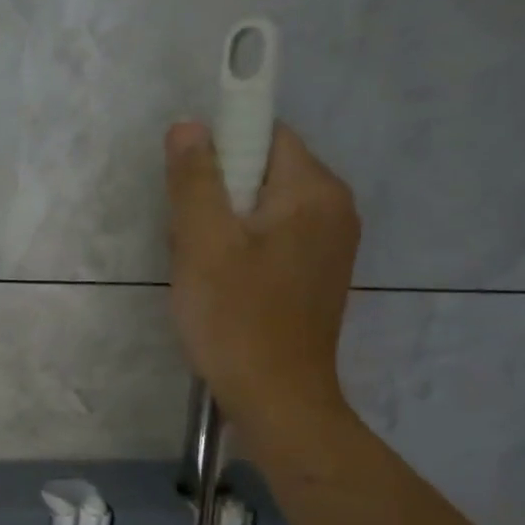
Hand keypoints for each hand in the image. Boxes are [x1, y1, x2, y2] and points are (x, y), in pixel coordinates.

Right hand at [165, 120, 360, 433]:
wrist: (276, 399)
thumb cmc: (236, 319)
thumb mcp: (202, 244)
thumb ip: (195, 179)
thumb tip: (190, 125)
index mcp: (314, 191)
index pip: (266, 133)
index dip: (221, 151)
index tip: (192, 194)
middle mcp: (335, 209)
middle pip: (263, 173)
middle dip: (218, 198)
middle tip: (192, 243)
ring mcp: (331, 246)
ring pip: (263, 210)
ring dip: (225, 229)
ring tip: (204, 272)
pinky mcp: (317, 276)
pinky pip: (273, 242)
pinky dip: (243, 253)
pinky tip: (223, 288)